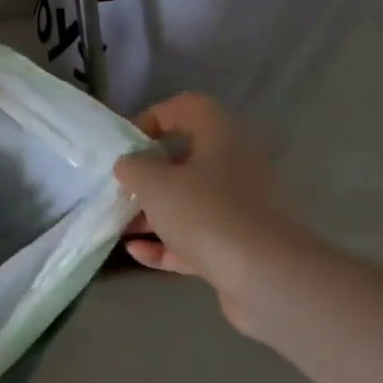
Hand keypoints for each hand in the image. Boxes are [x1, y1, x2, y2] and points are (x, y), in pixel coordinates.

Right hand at [113, 94, 310, 330]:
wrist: (262, 274)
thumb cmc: (204, 213)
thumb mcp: (154, 183)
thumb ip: (133, 167)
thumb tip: (130, 164)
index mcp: (221, 136)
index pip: (186, 107)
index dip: (153, 118)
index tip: (126, 144)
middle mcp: (236, 165)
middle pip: (186, 159)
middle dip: (148, 175)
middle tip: (120, 188)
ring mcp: (240, 207)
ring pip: (190, 201)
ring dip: (153, 212)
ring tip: (120, 226)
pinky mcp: (238, 244)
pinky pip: (195, 236)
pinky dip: (166, 242)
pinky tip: (136, 252)